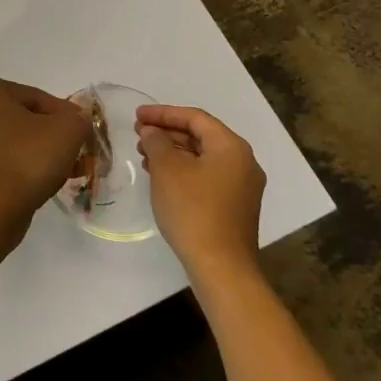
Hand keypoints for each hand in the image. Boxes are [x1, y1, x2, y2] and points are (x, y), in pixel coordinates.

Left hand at [0, 78, 91, 248]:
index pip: (39, 98)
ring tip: (66, 171)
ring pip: (16, 141)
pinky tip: (44, 183)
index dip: (67, 116)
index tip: (83, 136)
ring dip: (41, 153)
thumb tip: (78, 121)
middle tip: (77, 154)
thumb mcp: (68, 130)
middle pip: (26, 119)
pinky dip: (24, 168)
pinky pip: (4, 160)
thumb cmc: (27, 158)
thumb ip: (79, 118)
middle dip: (54, 136)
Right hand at [135, 104, 265, 281]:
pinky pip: (206, 176)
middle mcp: (243, 162)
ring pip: (202, 158)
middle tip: (138, 135)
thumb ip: (157, 142)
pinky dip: (183, 171)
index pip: (195, 118)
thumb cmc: (193, 210)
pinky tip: (161, 178)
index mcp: (231, 147)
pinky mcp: (234, 207)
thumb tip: (153, 132)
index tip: (137, 116)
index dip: (163, 113)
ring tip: (144, 156)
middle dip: (167, 133)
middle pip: (200, 136)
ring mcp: (241, 187)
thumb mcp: (168, 169)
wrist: (221, 267)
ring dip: (173, 153)